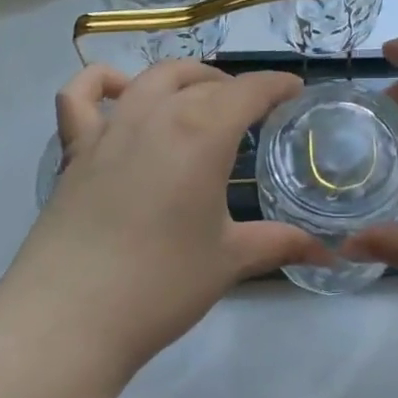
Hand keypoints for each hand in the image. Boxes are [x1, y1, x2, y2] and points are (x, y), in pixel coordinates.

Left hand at [0, 61, 328, 385]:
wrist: (69, 318)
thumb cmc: (161, 284)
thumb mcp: (230, 260)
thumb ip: (279, 244)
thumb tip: (328, 254)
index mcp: (202, 134)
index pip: (249, 91)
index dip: (277, 85)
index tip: (295, 90)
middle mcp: (156, 116)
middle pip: (202, 82)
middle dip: (234, 86)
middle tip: (252, 109)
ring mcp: (109, 130)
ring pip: (152, 79)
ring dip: (183, 78)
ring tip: (199, 97)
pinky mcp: (75, 151)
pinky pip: (80, 97)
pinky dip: (103, 84)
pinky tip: (120, 94)